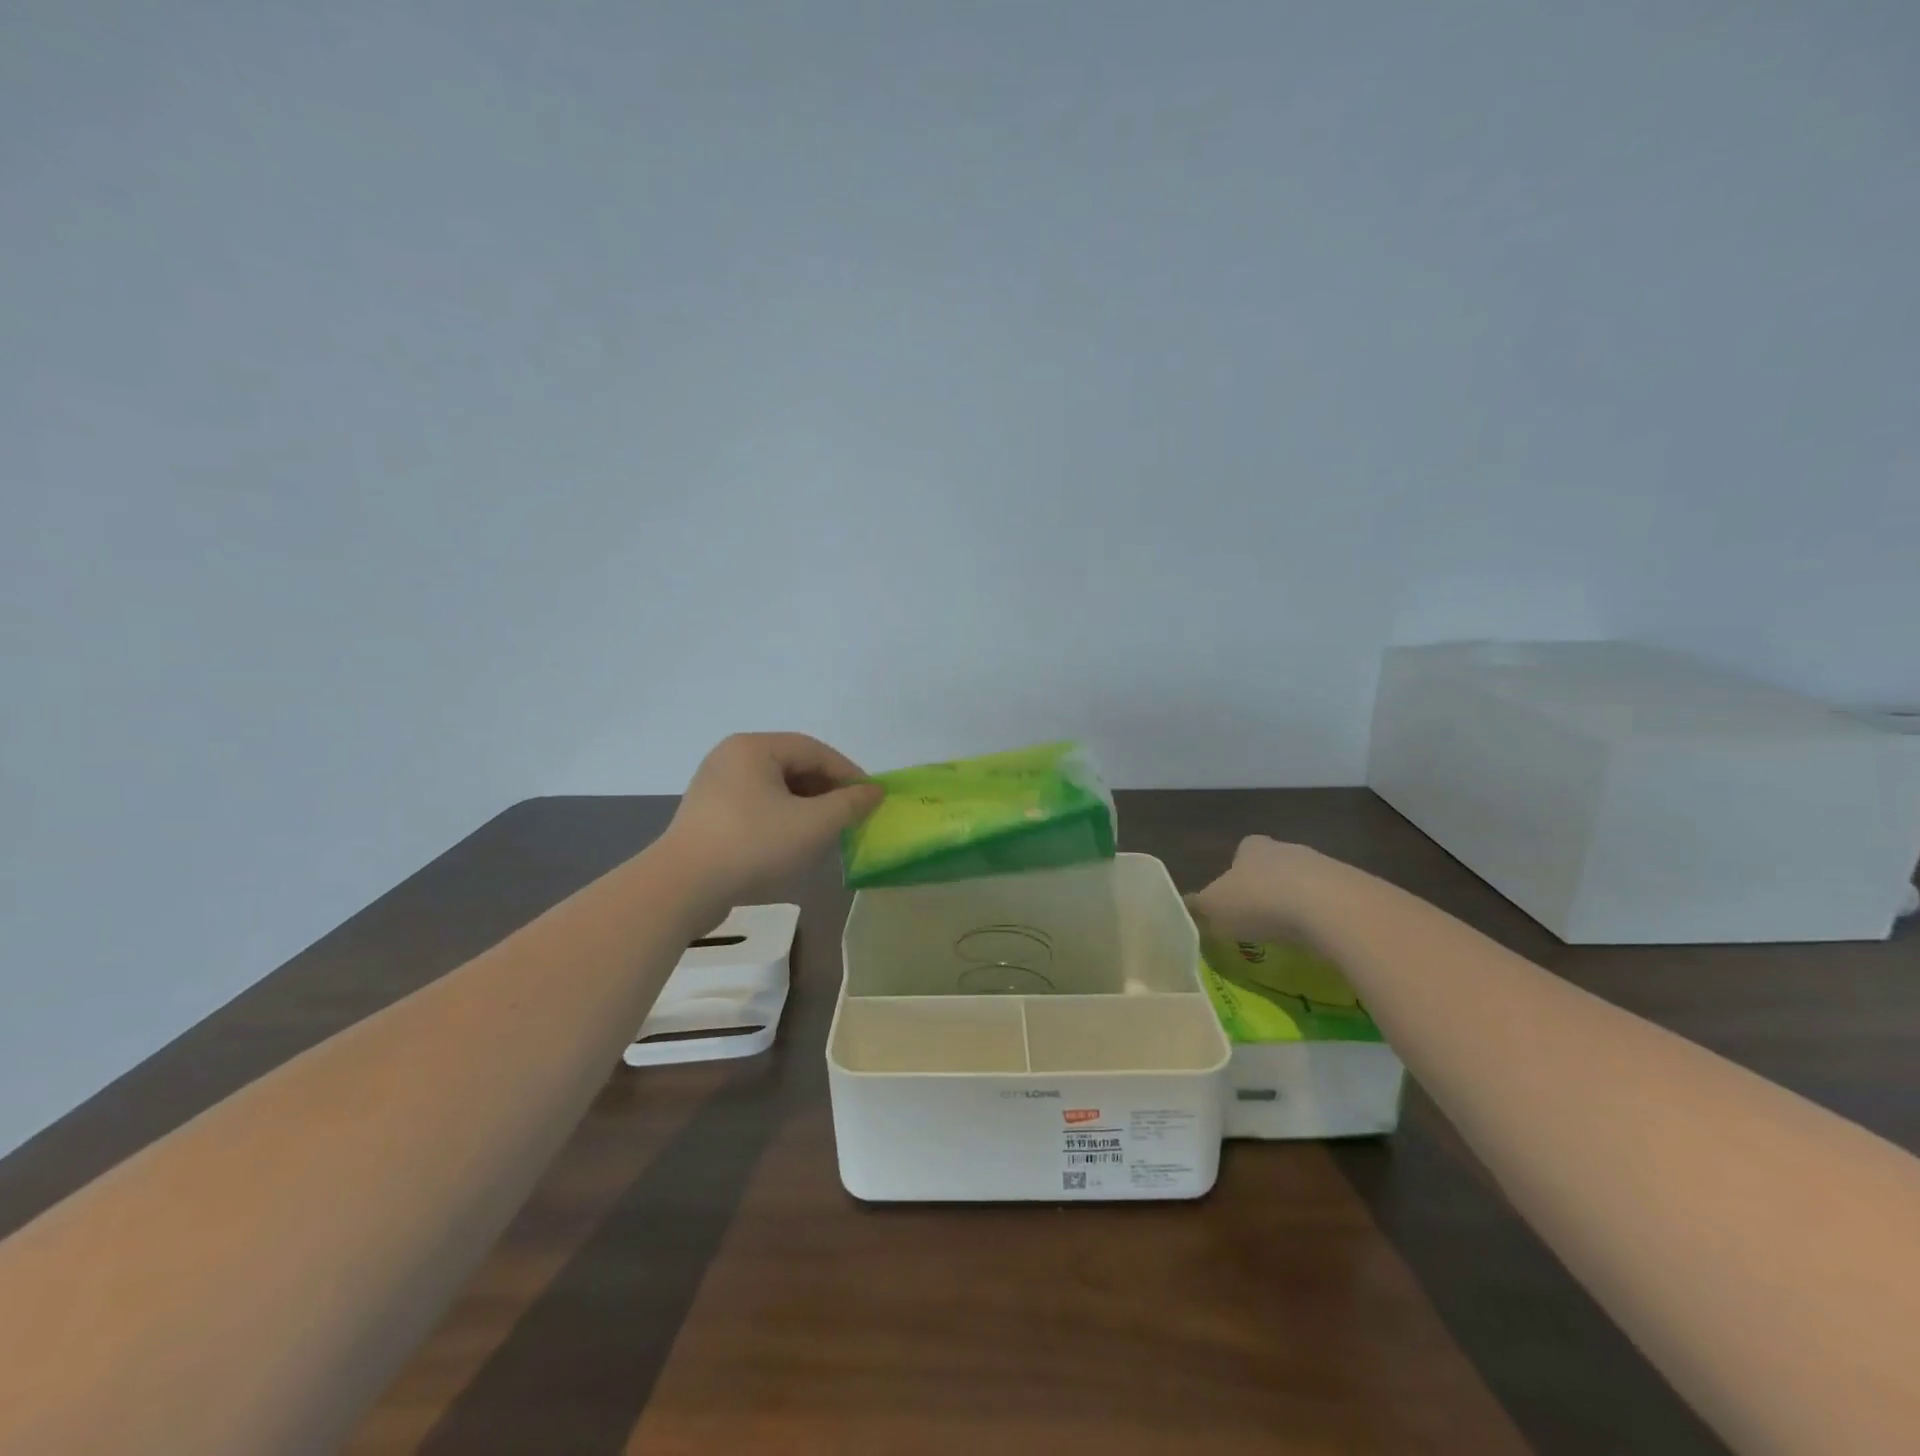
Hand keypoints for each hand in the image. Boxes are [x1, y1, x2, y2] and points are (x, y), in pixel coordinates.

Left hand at [663, 733, 883, 902]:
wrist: (682, 888)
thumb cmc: (753, 845)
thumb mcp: (812, 824)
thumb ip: (849, 804)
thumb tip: (874, 792)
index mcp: (754, 747)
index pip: (814, 750)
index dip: (848, 773)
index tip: (872, 798)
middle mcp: (732, 756)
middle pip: (793, 765)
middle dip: (827, 790)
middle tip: (851, 815)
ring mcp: (716, 784)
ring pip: (775, 787)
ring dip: (806, 805)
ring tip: (828, 830)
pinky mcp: (708, 813)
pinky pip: (756, 804)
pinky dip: (782, 816)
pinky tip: (795, 840)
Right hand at [1186, 836, 1342, 945]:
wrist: (1332, 909)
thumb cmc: (1261, 902)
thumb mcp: (1215, 909)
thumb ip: (1199, 908)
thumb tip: (1186, 907)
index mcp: (1252, 848)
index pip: (1242, 851)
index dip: (1236, 873)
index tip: (1235, 898)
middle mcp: (1287, 849)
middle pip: (1275, 866)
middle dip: (1268, 889)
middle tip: (1260, 920)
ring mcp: (1325, 866)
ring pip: (1305, 884)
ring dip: (1298, 905)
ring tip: (1290, 937)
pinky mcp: (1355, 889)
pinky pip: (1332, 905)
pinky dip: (1324, 920)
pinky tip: (1319, 942)